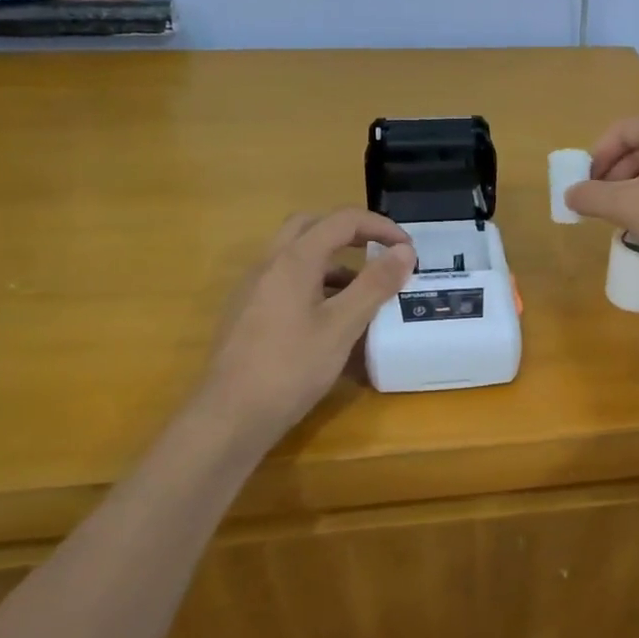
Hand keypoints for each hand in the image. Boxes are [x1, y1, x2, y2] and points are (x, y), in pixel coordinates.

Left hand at [198, 209, 414, 446]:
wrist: (230, 416)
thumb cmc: (291, 368)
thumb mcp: (342, 326)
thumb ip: (374, 284)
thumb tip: (404, 250)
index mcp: (294, 260)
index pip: (342, 220)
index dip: (380, 226)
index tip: (408, 249)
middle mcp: (269, 264)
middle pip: (312, 226)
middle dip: (350, 232)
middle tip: (379, 253)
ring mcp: (253, 288)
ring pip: (296, 254)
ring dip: (332, 259)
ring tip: (362, 290)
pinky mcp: (248, 312)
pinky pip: (285, 280)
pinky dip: (314, 282)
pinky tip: (330, 317)